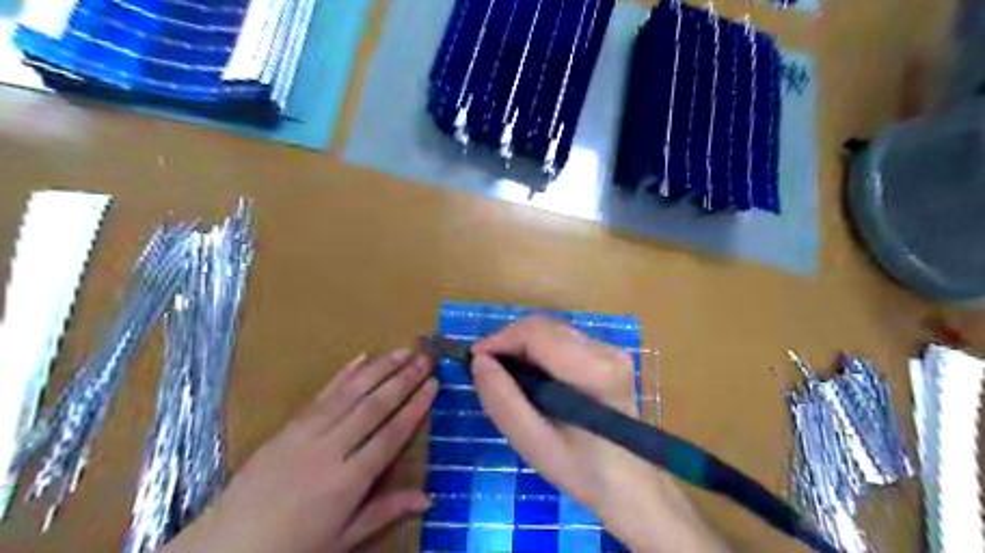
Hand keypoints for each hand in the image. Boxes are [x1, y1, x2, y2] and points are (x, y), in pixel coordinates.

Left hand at [160, 350, 434, 551]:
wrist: (226, 549)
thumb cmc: (292, 548)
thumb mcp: (344, 538)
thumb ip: (386, 510)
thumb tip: (429, 498)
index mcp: (347, 481)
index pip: (391, 435)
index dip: (415, 407)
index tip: (433, 384)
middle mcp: (330, 450)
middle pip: (374, 407)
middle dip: (404, 380)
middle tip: (425, 358)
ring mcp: (306, 434)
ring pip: (350, 393)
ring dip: (379, 369)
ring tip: (402, 352)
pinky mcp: (288, 427)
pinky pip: (321, 395)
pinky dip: (343, 374)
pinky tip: (361, 358)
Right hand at [470, 316, 728, 552]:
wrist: (631, 484)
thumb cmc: (582, 470)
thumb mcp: (533, 443)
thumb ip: (503, 401)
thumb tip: (479, 361)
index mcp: (594, 371)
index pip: (536, 333)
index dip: (499, 339)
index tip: (474, 360)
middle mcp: (606, 349)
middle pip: (544, 327)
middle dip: (508, 342)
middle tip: (487, 371)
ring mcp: (610, 349)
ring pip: (551, 330)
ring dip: (522, 346)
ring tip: (507, 377)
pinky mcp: (608, 354)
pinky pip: (562, 340)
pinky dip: (538, 351)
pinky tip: (532, 378)